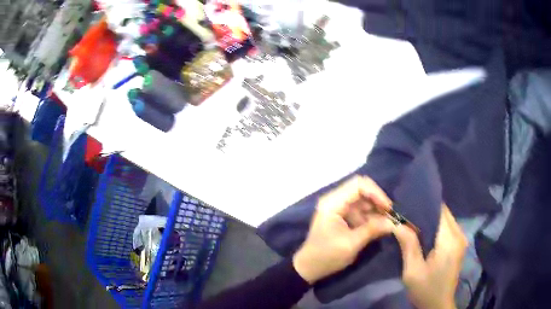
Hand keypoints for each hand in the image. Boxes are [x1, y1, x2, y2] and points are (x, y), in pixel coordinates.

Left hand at [293, 176, 394, 283]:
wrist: (309, 268)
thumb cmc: (327, 256)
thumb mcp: (351, 244)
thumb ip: (372, 230)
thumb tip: (393, 222)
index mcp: (333, 203)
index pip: (358, 185)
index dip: (376, 193)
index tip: (388, 208)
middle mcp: (335, 200)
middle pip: (362, 190)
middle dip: (378, 201)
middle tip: (390, 215)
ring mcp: (338, 208)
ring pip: (363, 200)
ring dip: (376, 209)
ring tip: (387, 222)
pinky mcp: (342, 216)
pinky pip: (360, 210)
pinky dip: (371, 216)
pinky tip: (379, 226)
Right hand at [393, 205, 467, 308]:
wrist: (438, 306)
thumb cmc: (425, 290)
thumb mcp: (412, 271)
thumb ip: (408, 244)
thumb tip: (397, 222)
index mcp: (449, 240)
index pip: (440, 210)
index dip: (424, 203)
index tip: (407, 202)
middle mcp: (459, 234)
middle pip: (444, 212)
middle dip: (426, 209)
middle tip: (406, 211)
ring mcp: (461, 239)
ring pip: (445, 218)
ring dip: (430, 217)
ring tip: (412, 219)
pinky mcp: (459, 244)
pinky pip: (447, 227)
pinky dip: (435, 225)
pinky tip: (423, 231)